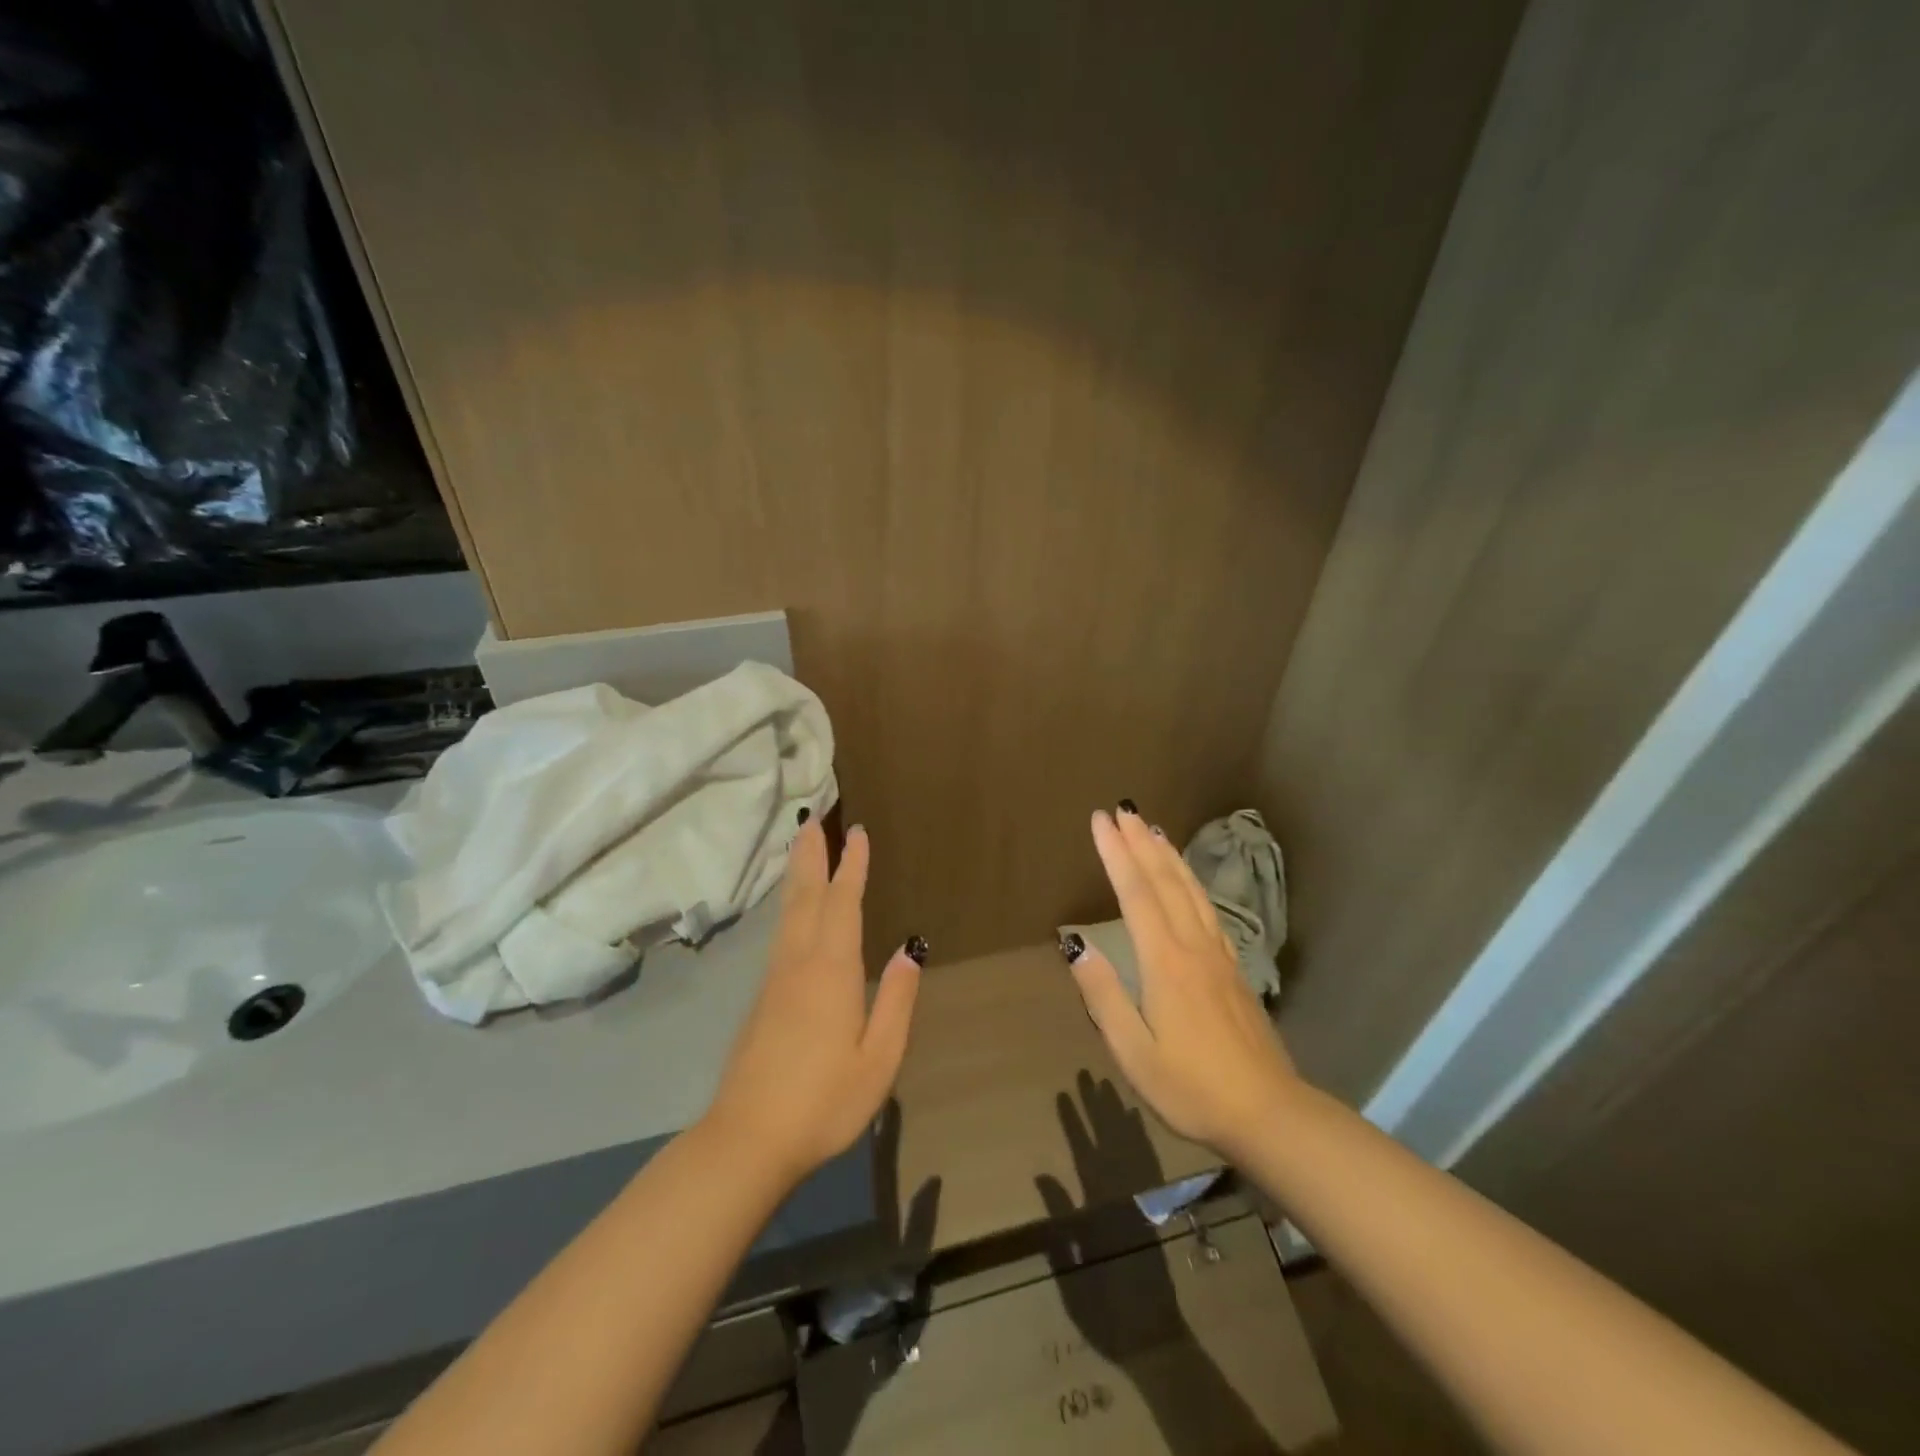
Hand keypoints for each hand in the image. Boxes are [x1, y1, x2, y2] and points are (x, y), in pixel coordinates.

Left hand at [701, 819, 922, 1186]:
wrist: (747, 1139)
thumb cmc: (823, 1102)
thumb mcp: (878, 1059)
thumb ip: (896, 1001)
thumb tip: (909, 949)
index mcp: (831, 971)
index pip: (843, 903)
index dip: (851, 866)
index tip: (857, 832)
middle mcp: (799, 963)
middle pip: (806, 896)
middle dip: (812, 855)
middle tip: (813, 818)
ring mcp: (775, 979)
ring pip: (788, 912)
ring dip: (797, 874)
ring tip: (801, 846)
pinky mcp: (762, 998)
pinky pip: (780, 933)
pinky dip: (789, 905)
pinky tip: (792, 909)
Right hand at [1064, 807, 1299, 1160]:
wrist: (1268, 1112)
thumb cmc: (1192, 1087)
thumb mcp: (1134, 1053)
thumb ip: (1104, 997)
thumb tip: (1076, 946)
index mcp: (1165, 962)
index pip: (1135, 894)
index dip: (1116, 854)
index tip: (1100, 820)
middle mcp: (1192, 946)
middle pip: (1164, 881)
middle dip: (1139, 842)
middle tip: (1122, 809)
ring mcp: (1217, 954)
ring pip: (1189, 890)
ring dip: (1167, 855)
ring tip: (1151, 829)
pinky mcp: (1232, 967)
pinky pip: (1206, 908)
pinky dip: (1190, 881)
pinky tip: (1185, 879)